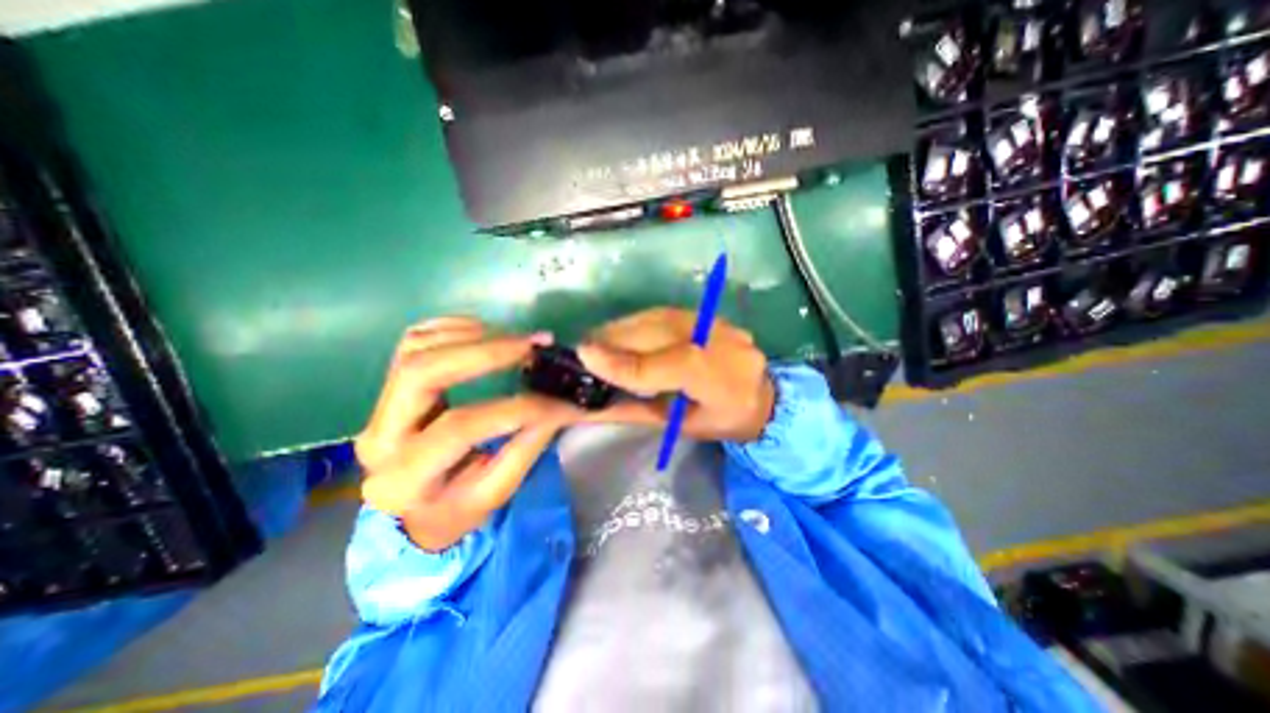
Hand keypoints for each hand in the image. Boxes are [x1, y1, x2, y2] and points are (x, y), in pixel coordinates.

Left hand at [355, 318, 585, 551]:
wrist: (413, 510)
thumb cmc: (458, 506)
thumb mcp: (497, 491)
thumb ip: (528, 445)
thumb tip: (563, 405)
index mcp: (405, 477)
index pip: (462, 427)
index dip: (517, 407)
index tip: (560, 399)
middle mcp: (380, 436)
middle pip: (423, 371)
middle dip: (485, 352)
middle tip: (532, 345)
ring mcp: (377, 406)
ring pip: (416, 348)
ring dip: (472, 335)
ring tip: (516, 340)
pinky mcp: (387, 386)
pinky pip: (414, 339)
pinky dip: (453, 327)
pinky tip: (487, 333)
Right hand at [576, 306, 773, 443]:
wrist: (766, 398)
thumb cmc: (721, 422)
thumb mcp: (680, 425)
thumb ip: (637, 410)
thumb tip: (593, 404)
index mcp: (715, 378)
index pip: (659, 366)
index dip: (620, 362)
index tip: (583, 354)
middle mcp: (718, 341)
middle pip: (655, 331)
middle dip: (614, 338)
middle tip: (584, 347)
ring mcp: (716, 324)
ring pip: (657, 317)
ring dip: (623, 326)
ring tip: (599, 339)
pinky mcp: (710, 316)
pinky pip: (665, 313)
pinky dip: (639, 322)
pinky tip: (624, 331)